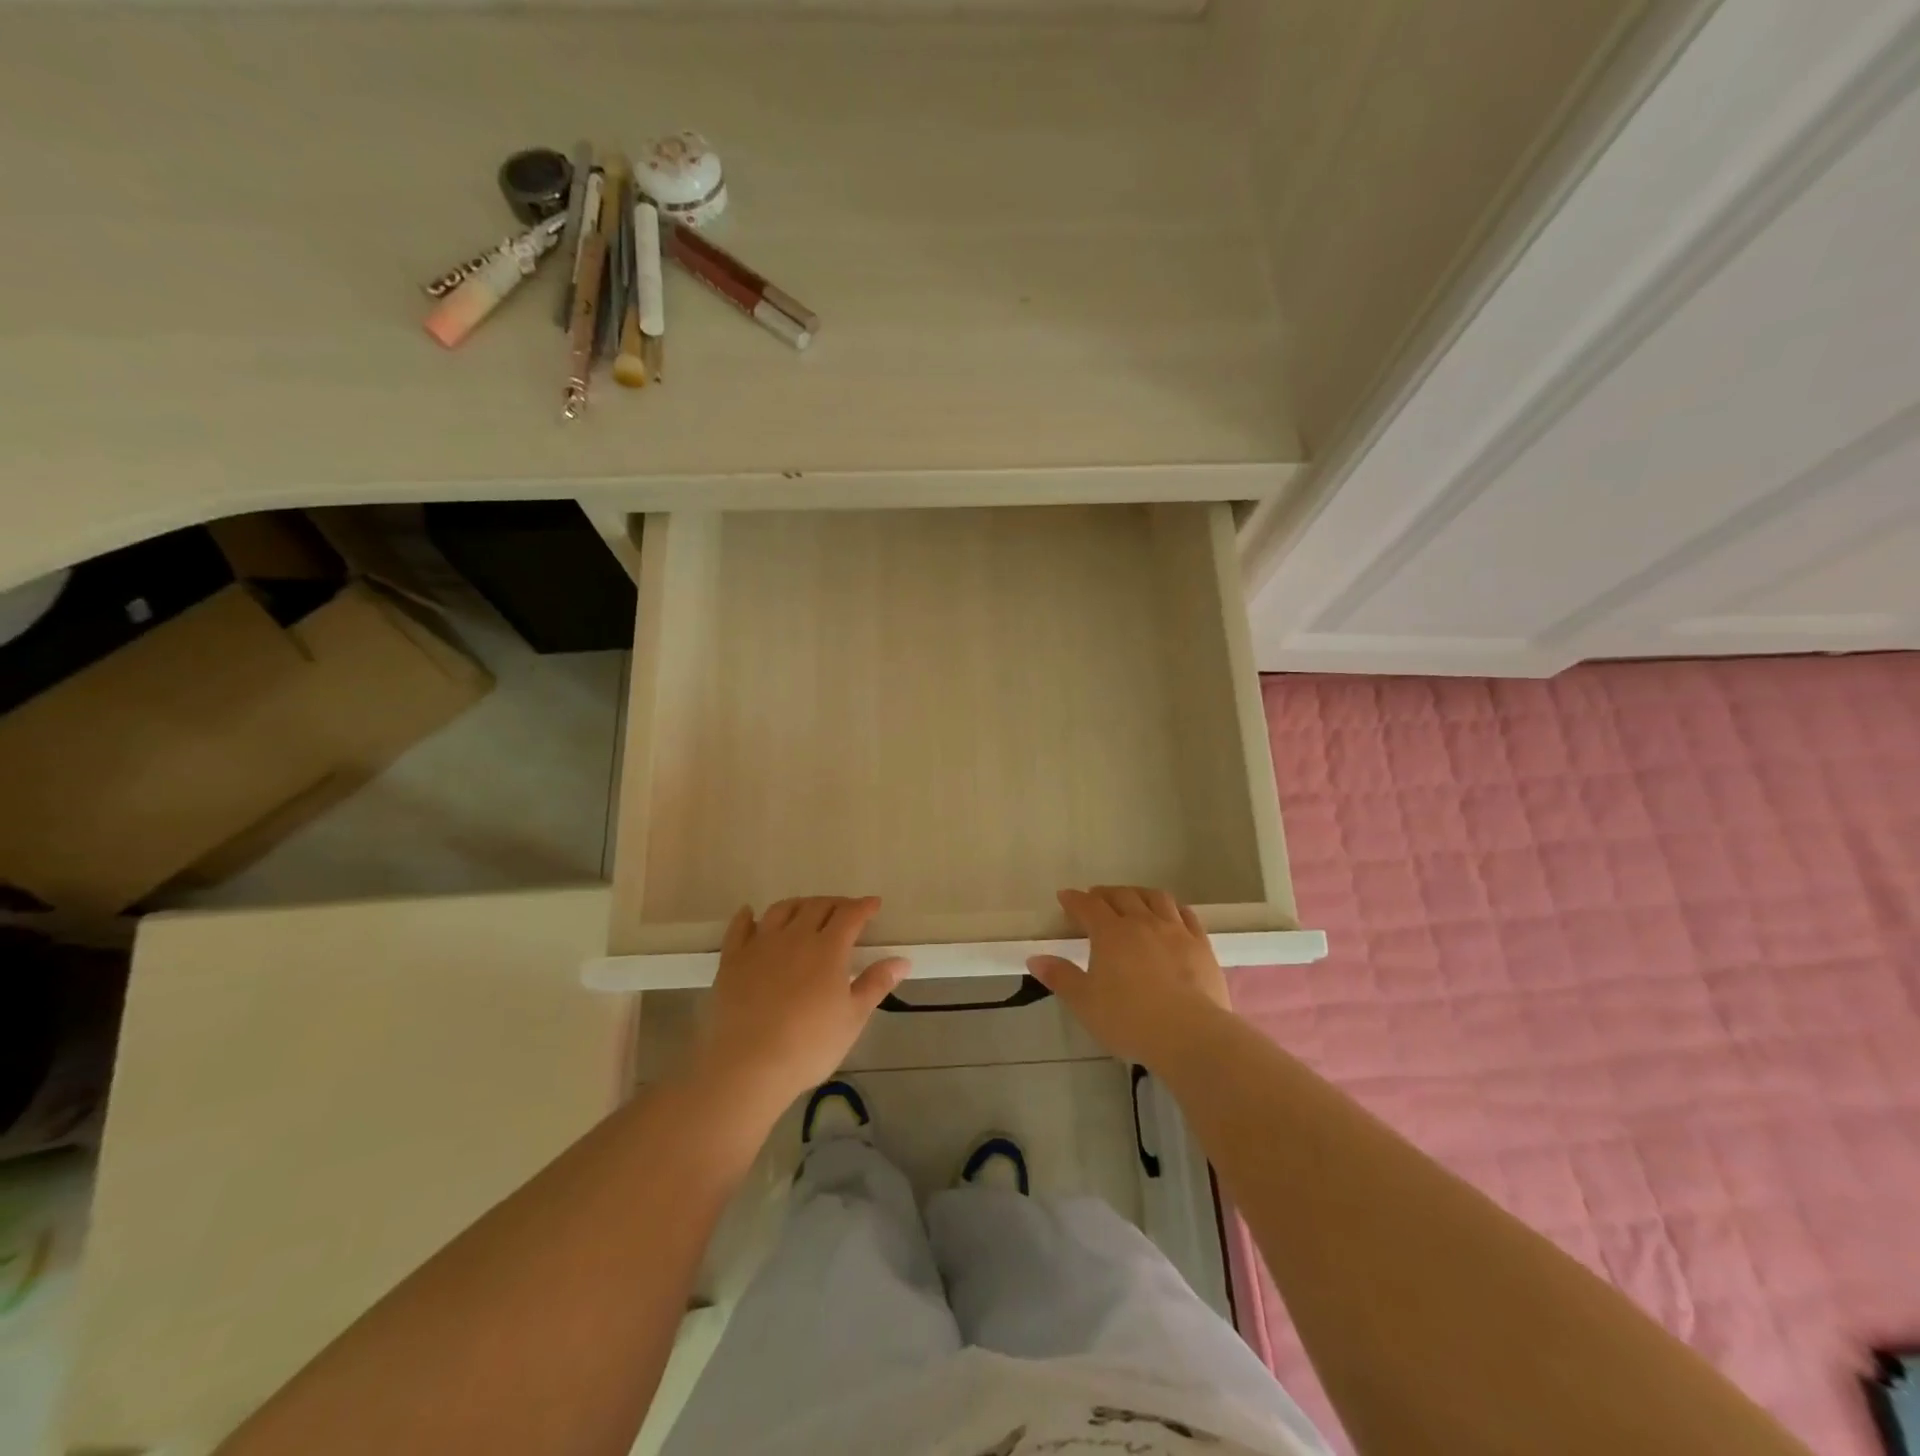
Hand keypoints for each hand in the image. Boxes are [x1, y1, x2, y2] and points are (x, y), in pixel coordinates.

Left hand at [695, 896, 908, 1110]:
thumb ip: (876, 984)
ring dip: (799, 904)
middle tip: (845, 910)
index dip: (864, 906)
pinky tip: (751, 913)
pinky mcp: (732, 960)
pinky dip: (747, 916)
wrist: (747, 1065)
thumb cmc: (809, 1045)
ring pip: (781, 910)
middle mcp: (795, 937)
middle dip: (835, 903)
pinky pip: (739, 928)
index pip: (850, 915)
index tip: (874, 904)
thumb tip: (902, 960)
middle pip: (817, 906)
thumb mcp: (852, 1018)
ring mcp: (760, 945)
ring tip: (806, 909)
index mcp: (828, 948)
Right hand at [1028, 886, 1233, 1068]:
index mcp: (1110, 933)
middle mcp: (1142, 922)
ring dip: (1139, 894)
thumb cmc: (1129, 1019)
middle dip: (1105, 893)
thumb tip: (1035, 958)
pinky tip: (1171, 914)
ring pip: (1155, 898)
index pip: (1088, 906)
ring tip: (1132, 899)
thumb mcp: (1085, 1003)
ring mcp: (1175, 930)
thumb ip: (1060, 977)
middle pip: (1122, 896)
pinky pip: (1186, 915)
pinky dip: (1173, 909)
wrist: (1189, 1034)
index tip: (1064, 897)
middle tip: (1095, 898)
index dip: (1074, 899)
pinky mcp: (1200, 944)